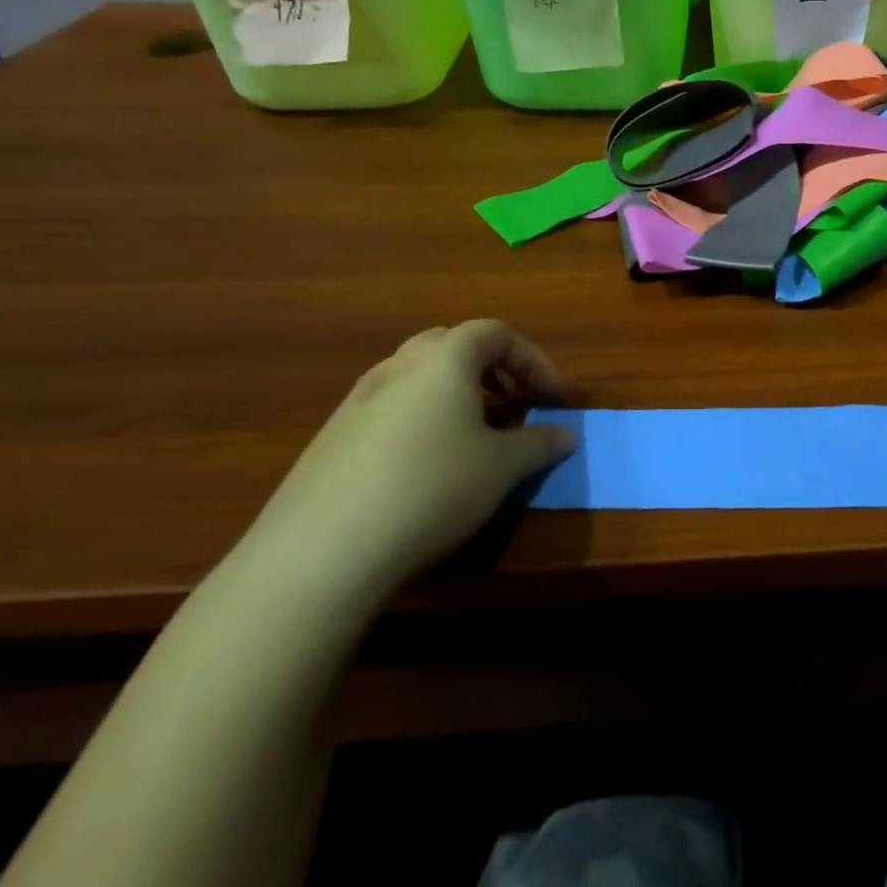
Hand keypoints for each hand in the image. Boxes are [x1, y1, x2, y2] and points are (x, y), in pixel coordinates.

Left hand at [246, 321, 577, 606]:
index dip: (536, 361)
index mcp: (444, 360)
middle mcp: (398, 366)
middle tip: (515, 402)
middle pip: (454, 345)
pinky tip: (424, 466)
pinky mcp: (330, 438)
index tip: (556, 398)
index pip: (498, 334)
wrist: (319, 553)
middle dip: (492, 368)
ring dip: (455, 393)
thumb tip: (567, 434)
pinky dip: (420, 419)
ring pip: (418, 377)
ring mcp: (357, 401)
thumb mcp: (501, 468)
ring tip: (474, 434)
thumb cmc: (430, 489)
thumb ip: (540, 443)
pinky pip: (389, 409)